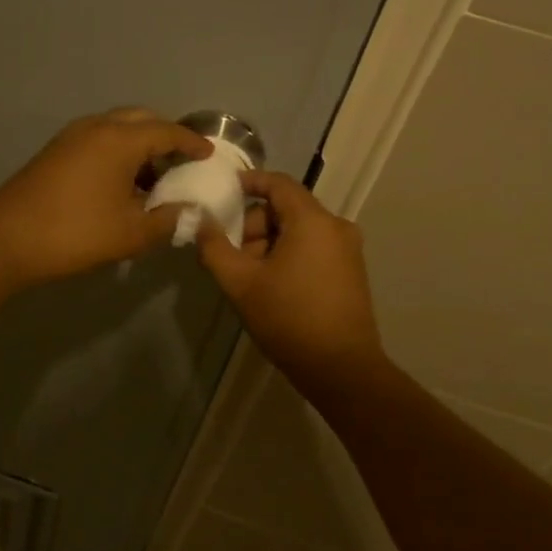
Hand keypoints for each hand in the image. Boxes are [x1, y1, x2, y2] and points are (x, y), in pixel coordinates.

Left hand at [0, 108, 212, 284]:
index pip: (167, 131)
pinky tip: (120, 182)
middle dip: (164, 135)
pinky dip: (116, 150)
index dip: (191, 142)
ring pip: (116, 127)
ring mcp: (71, 136)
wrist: (7, 240)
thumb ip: (168, 219)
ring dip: (138, 143)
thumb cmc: (76, 233)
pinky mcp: (55, 151)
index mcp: (120, 140)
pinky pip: (97, 139)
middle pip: (140, 119)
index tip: (207, 154)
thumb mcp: (131, 233)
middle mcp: (96, 127)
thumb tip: (190, 212)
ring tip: (153, 176)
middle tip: (180, 160)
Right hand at [196, 171, 385, 388]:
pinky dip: (289, 254)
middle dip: (254, 225)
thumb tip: (200, 221)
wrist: (341, 368)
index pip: (278, 183)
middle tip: (232, 254)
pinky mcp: (351, 270)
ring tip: (250, 277)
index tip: (223, 192)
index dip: (249, 182)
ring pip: (299, 229)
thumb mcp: (240, 283)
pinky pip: (314, 246)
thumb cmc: (288, 318)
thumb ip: (214, 247)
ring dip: (270, 243)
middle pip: (287, 208)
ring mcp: (348, 249)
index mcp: (312, 220)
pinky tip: (273, 285)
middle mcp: (336, 226)